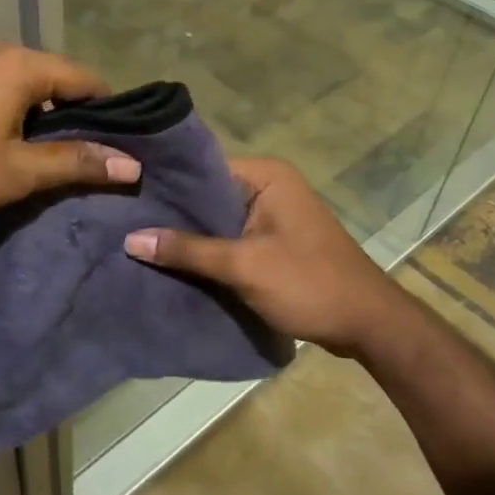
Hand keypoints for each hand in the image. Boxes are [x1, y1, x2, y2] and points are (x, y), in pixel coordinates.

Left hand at [0, 41, 140, 223]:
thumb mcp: (18, 172)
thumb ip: (75, 162)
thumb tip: (130, 166)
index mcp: (21, 65)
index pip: (84, 79)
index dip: (107, 111)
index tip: (119, 142)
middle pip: (54, 76)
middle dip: (72, 112)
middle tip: (85, 153)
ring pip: (23, 81)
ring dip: (40, 112)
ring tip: (49, 152)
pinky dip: (11, 107)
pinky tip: (6, 139)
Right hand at [123, 157, 402, 355]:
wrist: (369, 325)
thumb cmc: (309, 284)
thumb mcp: (243, 266)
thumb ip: (187, 250)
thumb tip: (131, 238)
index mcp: (267, 175)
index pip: (203, 168)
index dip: (167, 184)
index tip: (128, 196)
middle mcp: (270, 186)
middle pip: (208, 195)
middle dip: (174, 213)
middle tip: (125, 222)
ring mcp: (274, 214)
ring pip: (218, 219)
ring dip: (190, 235)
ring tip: (140, 242)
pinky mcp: (275, 240)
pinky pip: (232, 237)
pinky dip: (210, 250)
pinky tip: (175, 262)